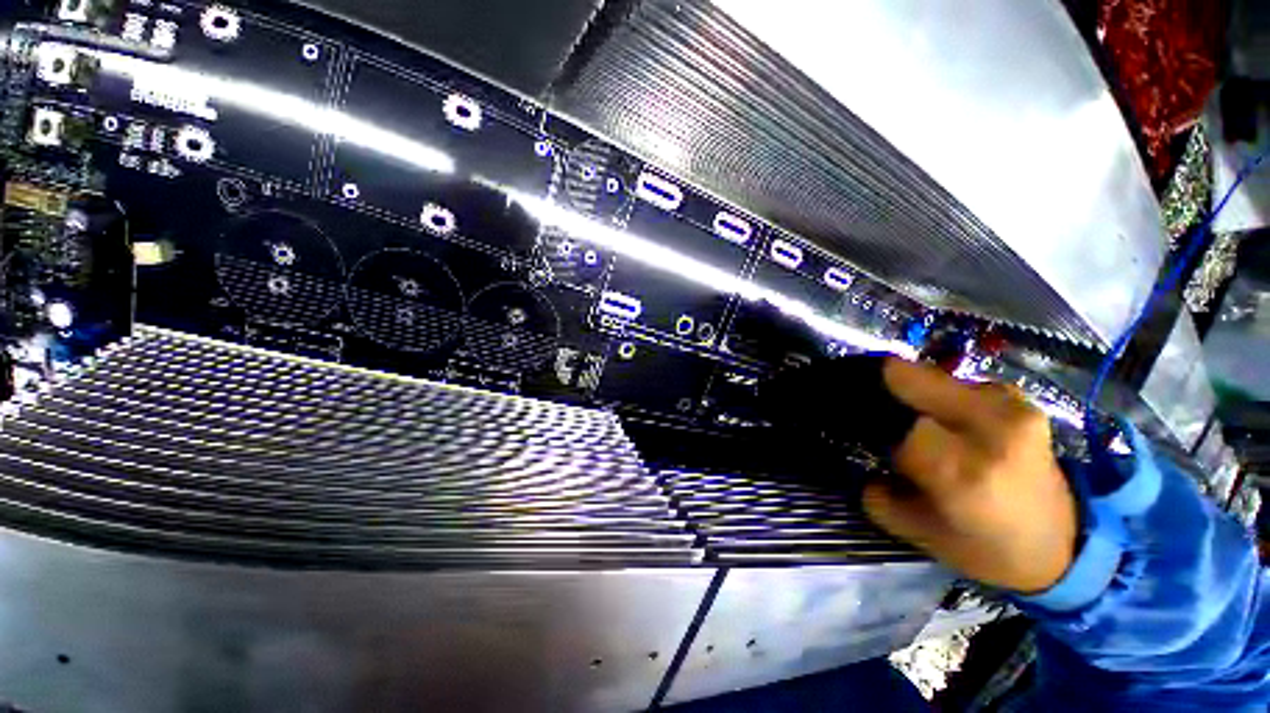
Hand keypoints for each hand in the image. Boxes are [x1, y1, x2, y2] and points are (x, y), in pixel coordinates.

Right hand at [863, 359, 1078, 592]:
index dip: (870, 424)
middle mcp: (991, 427)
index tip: (862, 433)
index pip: (892, 423)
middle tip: (875, 410)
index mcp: (962, 470)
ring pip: (932, 376)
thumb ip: (876, 493)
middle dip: (883, 390)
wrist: (1065, 546)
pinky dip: (940, 395)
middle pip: (909, 378)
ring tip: (914, 420)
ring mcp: (1010, 406)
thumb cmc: (986, 548)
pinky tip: (945, 419)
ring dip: (913, 394)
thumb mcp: (916, 531)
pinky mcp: (1020, 400)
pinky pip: (959, 383)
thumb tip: (860, 463)